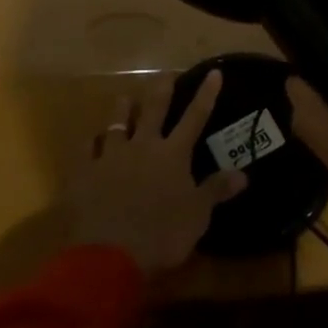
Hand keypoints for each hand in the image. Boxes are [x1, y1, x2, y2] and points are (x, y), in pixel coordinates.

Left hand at [65, 70, 246, 274]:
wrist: (108, 255)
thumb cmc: (161, 234)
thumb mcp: (197, 215)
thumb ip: (216, 190)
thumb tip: (243, 174)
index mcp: (173, 154)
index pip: (195, 117)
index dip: (206, 94)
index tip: (213, 72)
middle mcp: (143, 146)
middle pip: (154, 109)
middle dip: (162, 89)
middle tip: (166, 74)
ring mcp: (110, 157)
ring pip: (117, 122)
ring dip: (123, 109)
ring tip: (125, 98)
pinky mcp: (84, 173)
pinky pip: (86, 149)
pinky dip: (91, 142)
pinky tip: (91, 139)